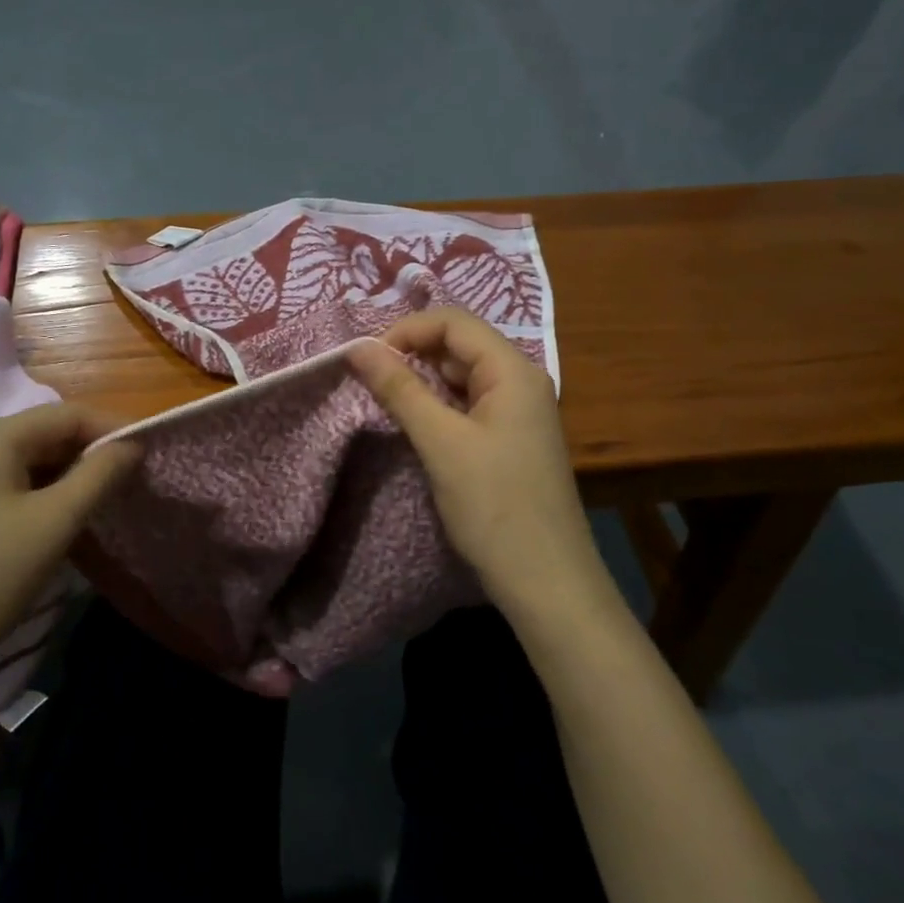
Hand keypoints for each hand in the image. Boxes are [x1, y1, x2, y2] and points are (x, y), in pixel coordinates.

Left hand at [0, 403, 141, 690]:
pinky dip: (44, 498)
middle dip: (92, 455)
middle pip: (47, 435)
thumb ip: (99, 475)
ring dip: (70, 479)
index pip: (68, 414)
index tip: (150, 457)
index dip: (113, 429)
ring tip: (102, 508)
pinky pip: (10, 489)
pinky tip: (58, 527)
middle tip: (130, 486)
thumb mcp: (55, 522)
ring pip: (30, 465)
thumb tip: (132, 444)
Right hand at [350, 309, 597, 621]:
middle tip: (371, 381)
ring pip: (461, 375)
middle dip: (412, 353)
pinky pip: (468, 404)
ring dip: (422, 380)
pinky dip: (438, 405)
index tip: (366, 359)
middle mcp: (520, 381)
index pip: (454, 322)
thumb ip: (399, 389)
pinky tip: (416, 424)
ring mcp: (518, 411)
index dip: (406, 330)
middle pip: (459, 344)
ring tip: (386, 401)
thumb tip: (357, 348)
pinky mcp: (510, 438)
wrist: (545, 580)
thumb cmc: (494, 506)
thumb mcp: (440, 442)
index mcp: (513, 371)